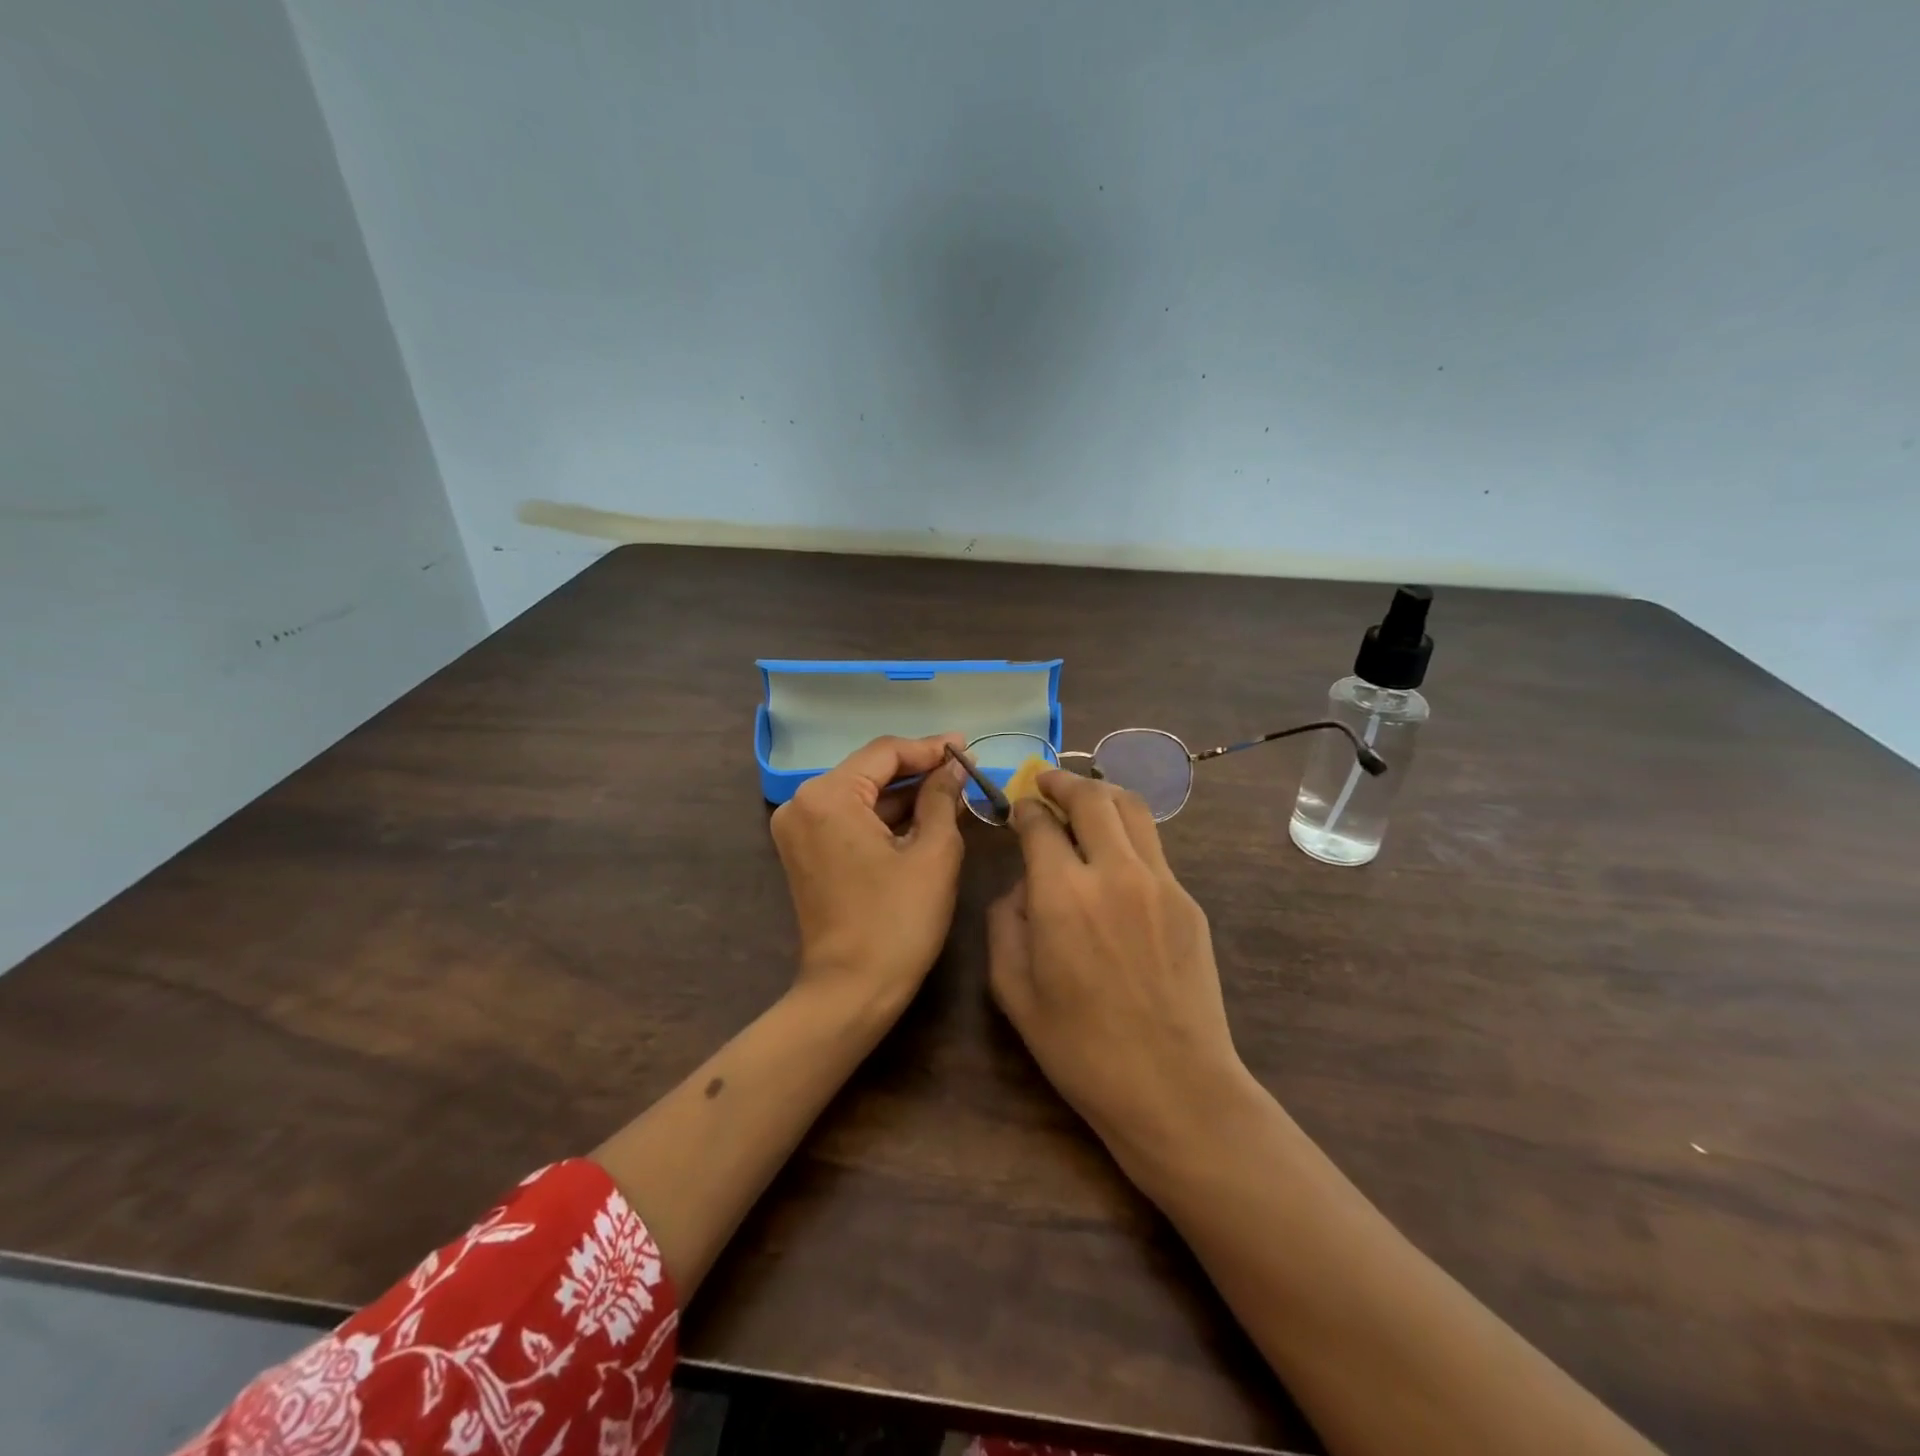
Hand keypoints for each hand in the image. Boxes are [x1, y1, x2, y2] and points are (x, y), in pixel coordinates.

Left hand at [771, 734, 967, 1017]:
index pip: (884, 753)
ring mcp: (799, 829)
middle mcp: (802, 803)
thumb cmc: (897, 921)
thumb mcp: (933, 853)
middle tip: (964, 768)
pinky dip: (885, 817)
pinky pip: (850, 819)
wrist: (851, 991)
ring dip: (904, 794)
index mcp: (827, 796)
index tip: (967, 748)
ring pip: (861, 794)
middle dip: (918, 770)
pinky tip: (924, 814)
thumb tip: (954, 767)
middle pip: (869, 770)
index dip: (929, 748)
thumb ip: (942, 798)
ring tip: (953, 789)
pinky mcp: (806, 851)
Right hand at [988, 770, 1252, 1167]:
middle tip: (1046, 782)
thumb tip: (1023, 884)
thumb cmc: (1080, 1047)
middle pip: (1091, 798)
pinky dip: (1127, 833)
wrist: (1173, 1087)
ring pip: (1131, 809)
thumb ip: (1006, 921)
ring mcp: (1160, 882)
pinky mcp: (1187, 900)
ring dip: (1101, 795)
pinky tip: (1114, 855)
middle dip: (1062, 782)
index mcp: (1062, 894)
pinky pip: (1153, 848)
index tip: (1017, 807)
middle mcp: (1113, 872)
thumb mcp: (1013, 989)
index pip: (1040, 823)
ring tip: (1083, 800)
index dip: (1025, 808)